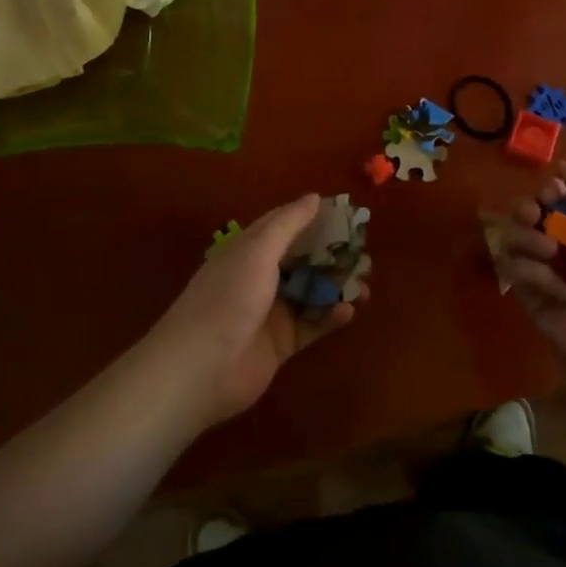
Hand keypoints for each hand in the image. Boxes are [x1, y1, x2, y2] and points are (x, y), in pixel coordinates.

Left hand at [147, 194, 361, 427]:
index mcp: (250, 250)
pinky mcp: (281, 344)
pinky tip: (349, 311)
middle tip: (365, 254)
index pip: (287, 226)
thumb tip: (315, 197)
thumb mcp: (257, 251)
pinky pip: (312, 325)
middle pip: (304, 259)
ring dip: (337, 286)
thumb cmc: (228, 298)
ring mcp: (271, 312)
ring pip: (312, 292)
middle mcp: (261, 277)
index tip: (348, 214)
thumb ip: (288, 224)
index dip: (315, 218)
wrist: (200, 369)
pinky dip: (330, 316)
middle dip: (333, 255)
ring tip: (366, 285)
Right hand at [488, 161, 565, 385]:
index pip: (553, 198)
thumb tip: (561, 166)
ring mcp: (544, 272)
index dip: (548, 191)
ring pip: (512, 238)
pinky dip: (530, 273)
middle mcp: (563, 247)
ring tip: (548, 252)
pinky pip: (512, 270)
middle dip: (525, 209)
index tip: (553, 195)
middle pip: (526, 214)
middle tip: (535, 216)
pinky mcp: (529, 298)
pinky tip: (555, 290)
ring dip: (525, 238)